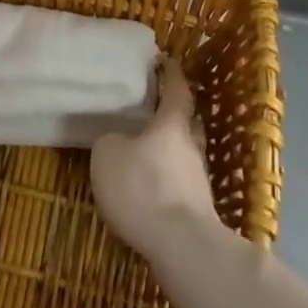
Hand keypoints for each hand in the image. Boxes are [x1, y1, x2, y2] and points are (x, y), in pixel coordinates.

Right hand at [90, 58, 219, 255]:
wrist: (181, 247)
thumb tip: (116, 140)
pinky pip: (182, 184)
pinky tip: (151, 190)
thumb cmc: (143, 187)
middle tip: (154, 108)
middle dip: (174, 113)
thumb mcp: (108, 155)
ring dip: (172, 151)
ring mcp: (199, 181)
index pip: (177, 88)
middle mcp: (192, 146)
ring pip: (187, 154)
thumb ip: (111, 140)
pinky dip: (169, 181)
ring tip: (148, 152)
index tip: (163, 60)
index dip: (170, 73)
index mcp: (173, 123)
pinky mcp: (198, 212)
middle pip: (188, 121)